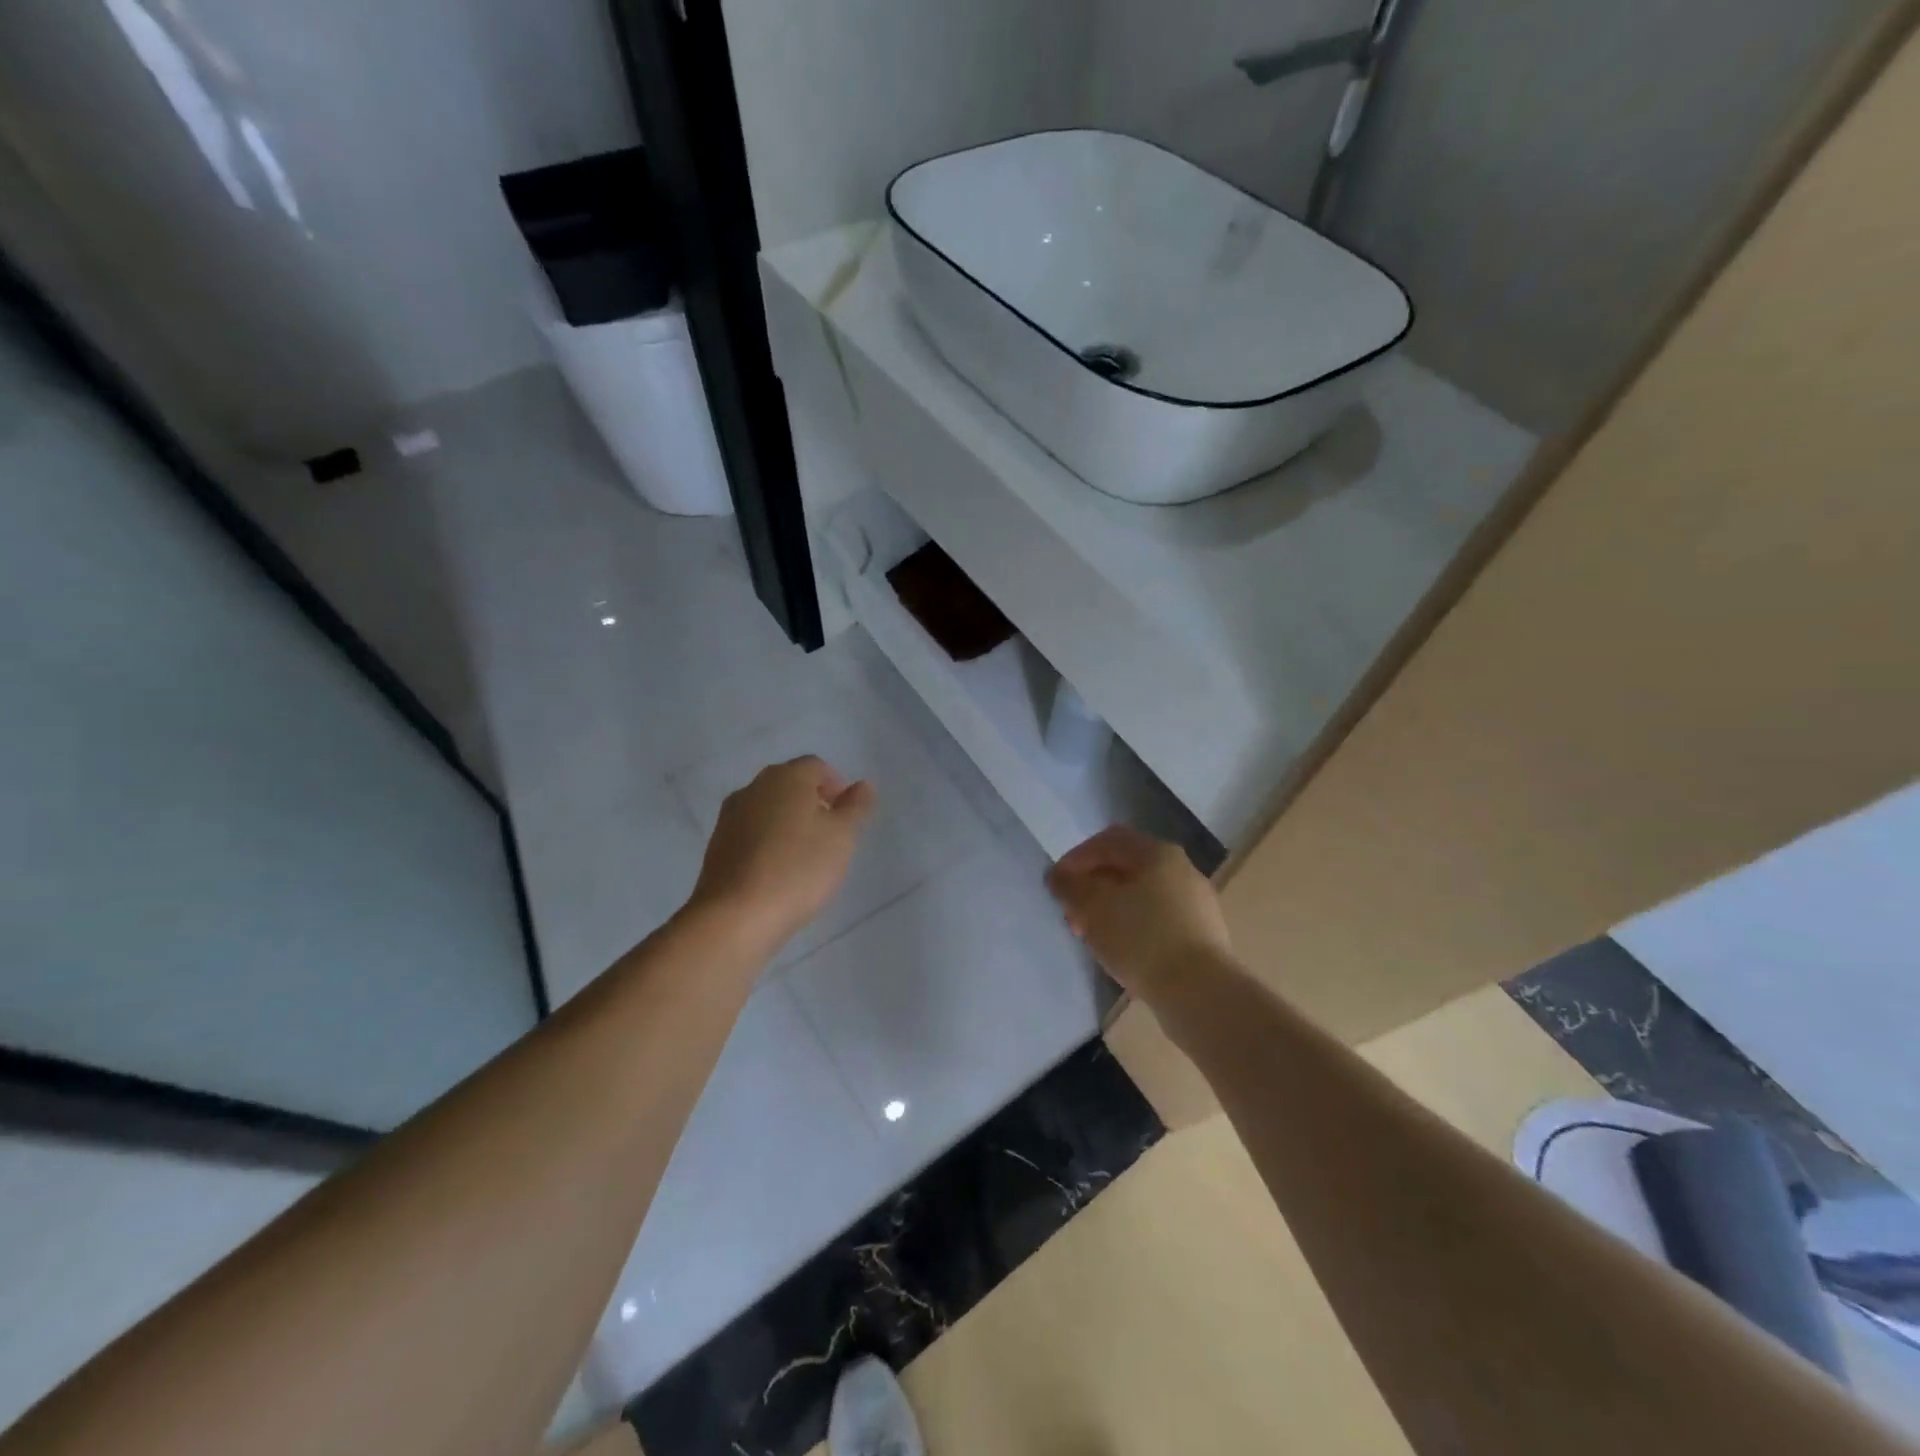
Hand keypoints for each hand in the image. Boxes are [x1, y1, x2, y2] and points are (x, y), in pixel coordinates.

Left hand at [685, 756, 876, 953]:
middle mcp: (754, 787)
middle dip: (812, 803)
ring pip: (768, 809)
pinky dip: (767, 843)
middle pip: (789, 784)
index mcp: (786, 777)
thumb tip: (863, 785)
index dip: (836, 786)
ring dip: (788, 823)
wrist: (736, 915)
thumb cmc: (799, 868)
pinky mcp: (717, 846)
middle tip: (830, 836)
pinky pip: (751, 833)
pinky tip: (778, 872)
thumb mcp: (842, 836)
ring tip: (805, 857)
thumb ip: (855, 806)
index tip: (847, 817)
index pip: (816, 767)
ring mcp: (730, 816)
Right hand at [1046, 826, 1232, 999]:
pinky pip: (1158, 919)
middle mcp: (1181, 869)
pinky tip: (1123, 951)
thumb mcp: (1093, 907)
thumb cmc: (1141, 939)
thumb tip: (1059, 875)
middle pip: (1125, 868)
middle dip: (1092, 887)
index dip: (1076, 858)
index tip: (1057, 886)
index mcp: (1157, 853)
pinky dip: (1133, 926)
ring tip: (1093, 936)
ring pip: (1141, 895)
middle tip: (1072, 916)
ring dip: (1111, 909)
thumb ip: (1069, 886)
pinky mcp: (1201, 934)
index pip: (1107, 841)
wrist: (1201, 993)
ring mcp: (1195, 903)